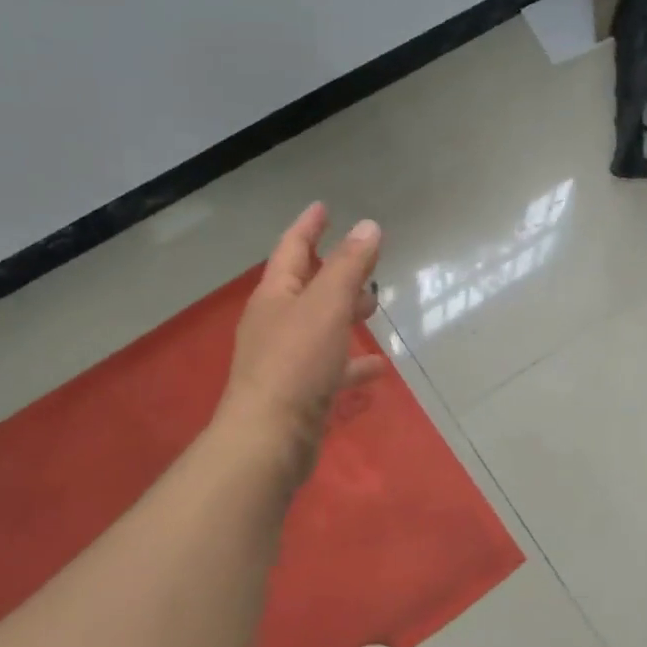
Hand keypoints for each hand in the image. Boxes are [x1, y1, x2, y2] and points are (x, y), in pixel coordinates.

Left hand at [218, 203, 383, 482]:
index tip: (324, 208)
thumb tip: (368, 226)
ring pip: (320, 327)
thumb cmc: (296, 363)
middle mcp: (275, 323)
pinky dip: (351, 363)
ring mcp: (285, 360)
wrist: (269, 439)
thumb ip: (350, 266)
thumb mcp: (327, 306)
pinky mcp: (299, 393)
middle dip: (334, 272)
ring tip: (373, 310)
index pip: (292, 248)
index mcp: (275, 296)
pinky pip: (330, 368)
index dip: (309, 226)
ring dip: (344, 315)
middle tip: (365, 263)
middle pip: (307, 288)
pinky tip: (376, 367)